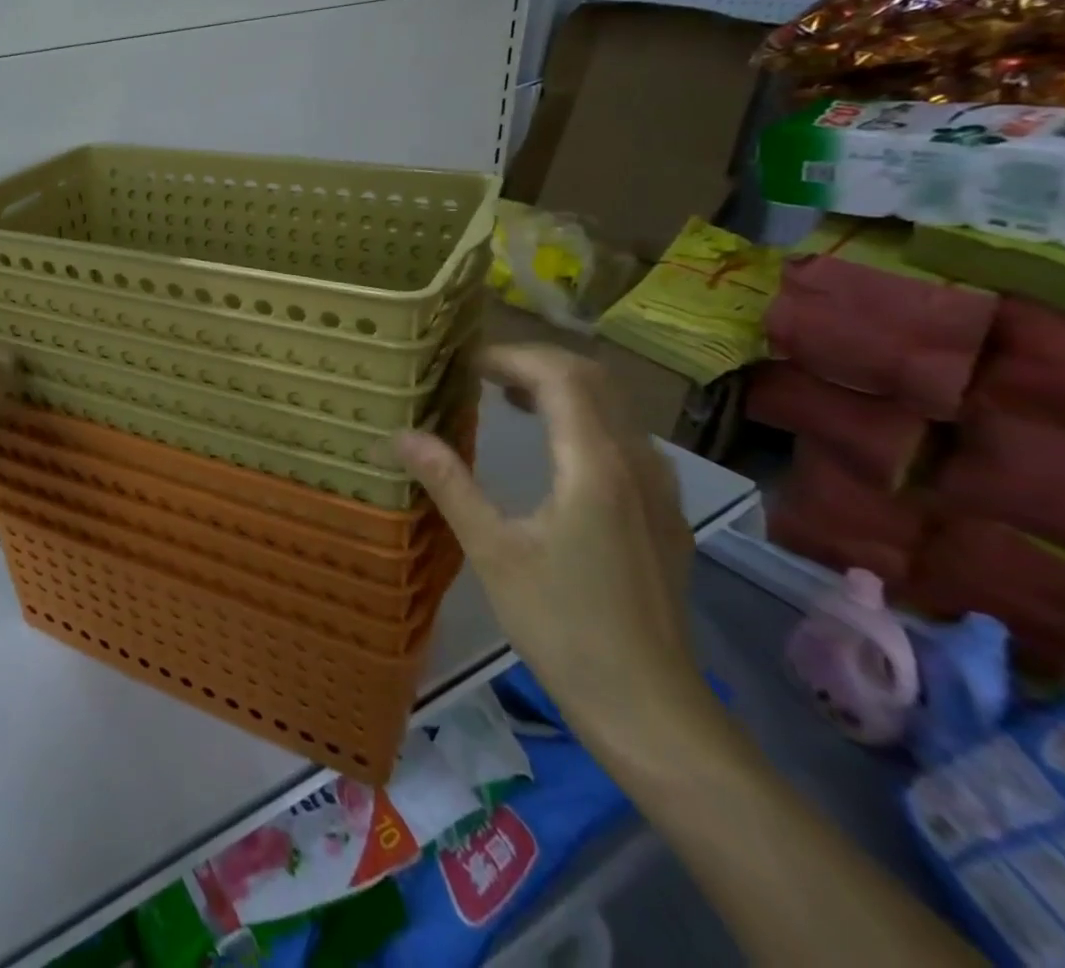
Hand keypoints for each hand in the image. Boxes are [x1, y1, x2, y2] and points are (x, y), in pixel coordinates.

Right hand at [393, 345, 705, 754]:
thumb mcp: (493, 551)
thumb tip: (401, 434)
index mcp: (595, 465)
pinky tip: (553, 449)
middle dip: (536, 362)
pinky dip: (584, 419)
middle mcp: (636, 463)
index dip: (510, 356)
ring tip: (509, 399)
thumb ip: (449, 483)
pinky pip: (624, 438)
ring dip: (562, 388)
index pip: (560, 375)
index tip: (464, 362)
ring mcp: (658, 489)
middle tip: (482, 373)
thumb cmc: (563, 626)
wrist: (652, 708)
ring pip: (615, 407)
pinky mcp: (663, 514)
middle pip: (594, 379)